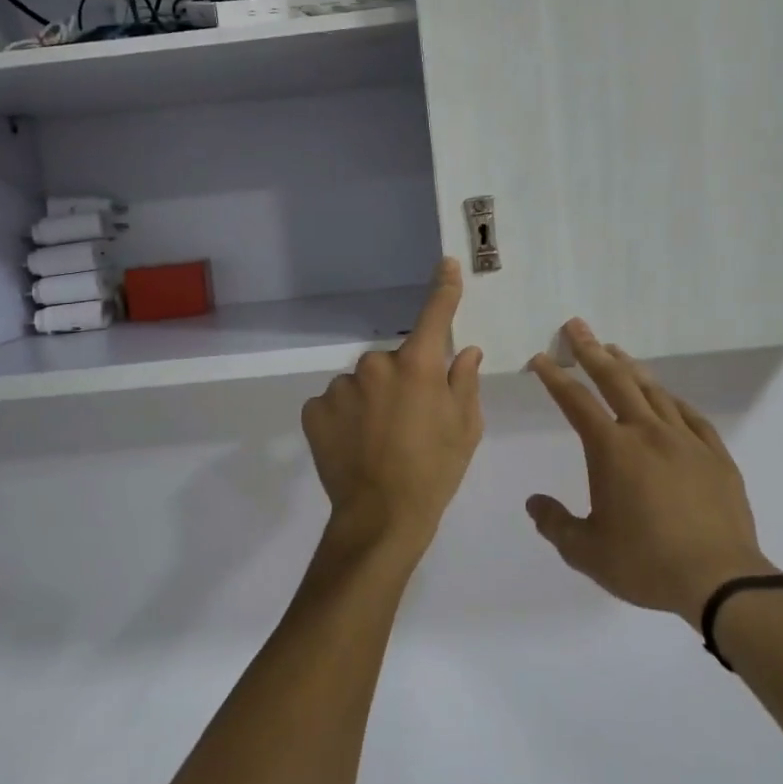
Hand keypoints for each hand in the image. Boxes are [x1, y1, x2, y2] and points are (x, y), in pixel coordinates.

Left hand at [301, 258, 483, 567]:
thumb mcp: (465, 429)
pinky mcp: (315, 409)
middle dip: (402, 379)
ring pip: (362, 382)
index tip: (446, 264)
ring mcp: (341, 386)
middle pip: (394, 360)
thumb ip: (465, 382)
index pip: (435, 315)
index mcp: (418, 366)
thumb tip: (467, 351)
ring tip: (379, 440)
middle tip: (410, 420)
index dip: (443, 289)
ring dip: (371, 399)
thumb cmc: (435, 473)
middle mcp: (376, 365)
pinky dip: (345, 416)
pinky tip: (354, 444)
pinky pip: (336, 402)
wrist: (380, 519)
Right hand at [526, 320, 773, 627]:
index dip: (555, 377)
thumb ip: (556, 524)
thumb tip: (534, 502)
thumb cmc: (646, 564)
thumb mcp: (587, 552)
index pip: (575, 402)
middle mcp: (647, 433)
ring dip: (631, 367)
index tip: (541, 358)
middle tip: (577, 326)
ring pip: (654, 391)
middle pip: (615, 380)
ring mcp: (685, 441)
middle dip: (592, 350)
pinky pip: (691, 416)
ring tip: (616, 351)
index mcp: (612, 450)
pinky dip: (672, 400)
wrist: (721, 582)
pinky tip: (668, 397)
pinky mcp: (716, 456)